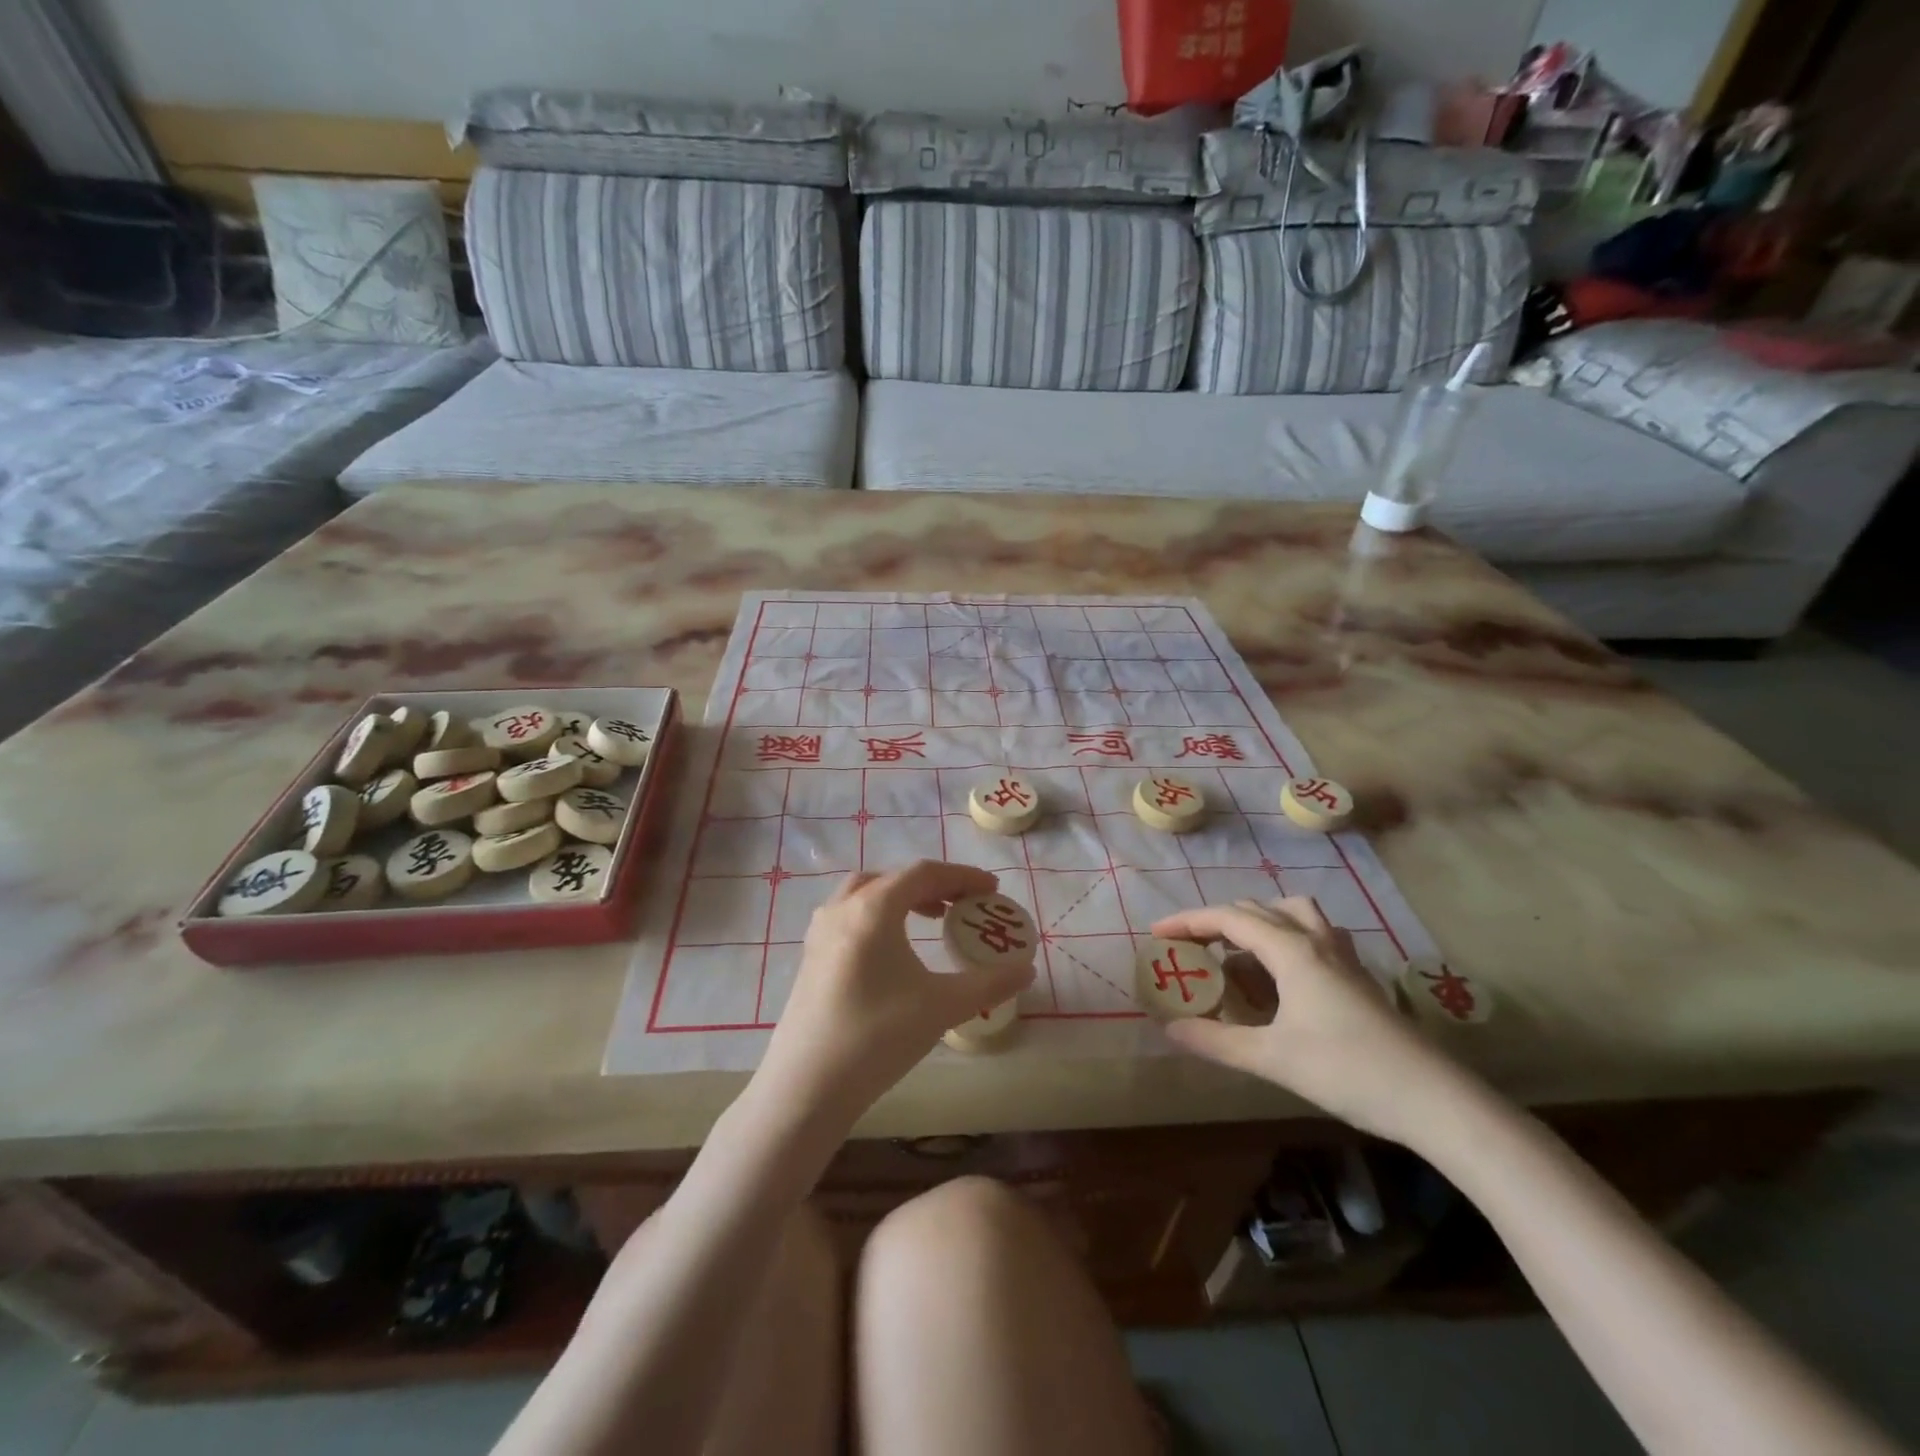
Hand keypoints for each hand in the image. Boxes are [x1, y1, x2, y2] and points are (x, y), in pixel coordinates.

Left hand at [757, 861, 1035, 1126]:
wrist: (806, 1087)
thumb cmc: (877, 1037)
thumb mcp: (941, 1007)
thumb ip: (990, 984)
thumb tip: (1027, 969)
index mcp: (873, 908)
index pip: (924, 873)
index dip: (962, 876)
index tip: (991, 888)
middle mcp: (843, 907)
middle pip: (894, 878)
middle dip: (933, 885)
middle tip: (963, 904)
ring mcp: (820, 931)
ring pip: (866, 893)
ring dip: (902, 896)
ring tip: (931, 919)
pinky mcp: (811, 956)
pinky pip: (850, 914)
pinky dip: (878, 914)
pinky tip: (893, 948)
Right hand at [1150, 897, 1475, 1145]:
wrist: (1434, 1099)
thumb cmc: (1347, 1071)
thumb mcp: (1271, 1058)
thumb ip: (1215, 1040)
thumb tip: (1169, 1028)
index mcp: (1292, 951)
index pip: (1229, 918)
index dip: (1189, 921)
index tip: (1157, 933)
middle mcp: (1316, 941)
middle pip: (1258, 909)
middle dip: (1218, 921)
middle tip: (1192, 947)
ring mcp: (1344, 956)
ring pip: (1294, 914)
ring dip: (1259, 921)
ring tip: (1238, 952)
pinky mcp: (1360, 977)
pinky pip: (1315, 935)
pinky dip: (1287, 938)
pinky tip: (1284, 974)